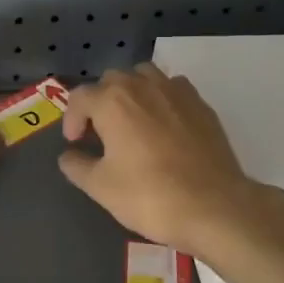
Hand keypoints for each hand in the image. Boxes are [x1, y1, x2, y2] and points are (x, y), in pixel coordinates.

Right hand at [58, 65, 263, 251]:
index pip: (80, 96)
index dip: (71, 118)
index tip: (76, 143)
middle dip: (100, 102)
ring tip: (131, 121)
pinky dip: (161, 98)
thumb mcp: (101, 187)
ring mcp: (176, 91)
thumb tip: (69, 155)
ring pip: (144, 76)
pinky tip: (163, 125)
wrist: (214, 206)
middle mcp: (142, 85)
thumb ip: (77, 166)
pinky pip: (173, 88)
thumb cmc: (150, 196)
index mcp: (112, 102)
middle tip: (101, 133)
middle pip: (111, 80)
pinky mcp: (201, 104)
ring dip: (131, 92)